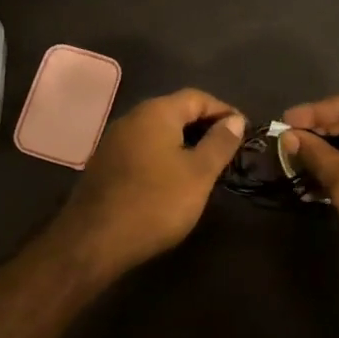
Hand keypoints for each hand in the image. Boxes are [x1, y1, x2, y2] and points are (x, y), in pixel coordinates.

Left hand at [54, 89, 244, 274]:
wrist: (94, 240)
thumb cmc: (155, 202)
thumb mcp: (198, 174)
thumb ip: (219, 143)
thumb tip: (235, 120)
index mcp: (156, 112)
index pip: (197, 97)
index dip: (224, 111)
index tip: (244, 131)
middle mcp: (133, 117)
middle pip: (176, 111)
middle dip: (204, 126)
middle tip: (228, 149)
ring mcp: (114, 140)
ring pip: (158, 131)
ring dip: (184, 142)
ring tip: (206, 166)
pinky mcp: (105, 163)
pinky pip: (143, 148)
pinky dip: (164, 156)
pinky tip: (173, 179)